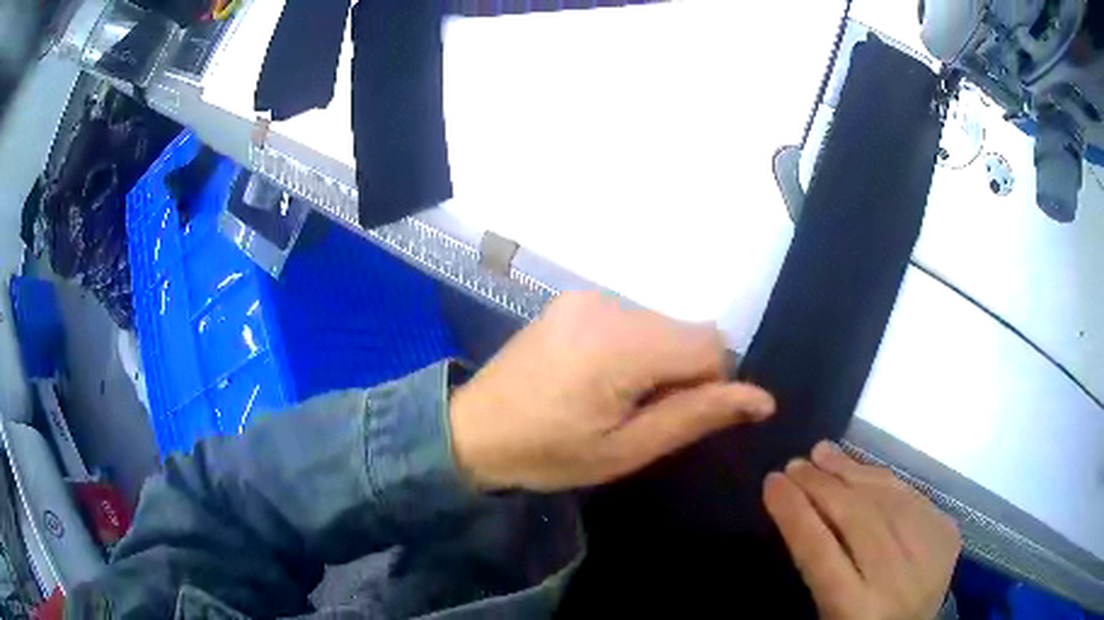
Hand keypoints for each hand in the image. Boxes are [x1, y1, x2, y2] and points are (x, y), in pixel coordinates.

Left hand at [449, 291, 774, 491]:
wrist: (472, 429)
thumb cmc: (548, 453)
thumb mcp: (627, 450)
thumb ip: (696, 416)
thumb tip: (762, 399)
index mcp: (623, 344)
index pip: (713, 344)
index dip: (710, 385)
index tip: (672, 416)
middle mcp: (609, 305)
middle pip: (689, 332)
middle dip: (682, 374)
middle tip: (638, 414)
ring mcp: (587, 297)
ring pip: (663, 325)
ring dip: (659, 361)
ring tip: (613, 398)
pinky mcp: (573, 299)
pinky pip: (632, 319)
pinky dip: (635, 348)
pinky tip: (598, 377)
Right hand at [764, 442, 960, 619]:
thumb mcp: (827, 613)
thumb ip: (817, 568)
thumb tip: (801, 510)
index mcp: (857, 610)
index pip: (820, 552)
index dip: (794, 514)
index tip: (771, 482)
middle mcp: (896, 579)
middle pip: (857, 519)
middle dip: (821, 486)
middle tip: (794, 464)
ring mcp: (929, 553)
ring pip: (887, 499)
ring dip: (852, 472)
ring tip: (824, 452)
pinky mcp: (947, 534)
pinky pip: (912, 496)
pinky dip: (883, 479)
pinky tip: (863, 470)